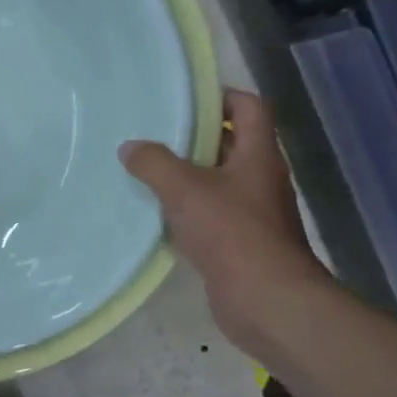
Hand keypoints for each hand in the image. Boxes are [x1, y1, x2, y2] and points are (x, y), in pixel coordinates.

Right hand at [120, 89, 329, 356]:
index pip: (250, 108)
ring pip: (216, 180)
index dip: (222, 97)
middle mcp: (260, 178)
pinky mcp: (239, 241)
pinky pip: (209, 212)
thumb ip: (154, 164)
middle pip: (230, 143)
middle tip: (152, 133)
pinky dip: (185, 208)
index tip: (184, 99)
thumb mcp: (184, 190)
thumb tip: (130, 147)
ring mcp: (252, 211)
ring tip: (144, 170)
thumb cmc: (231, 233)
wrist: (265, 299)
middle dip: (194, 136)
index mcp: (258, 156)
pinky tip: (155, 213)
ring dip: (185, 175)